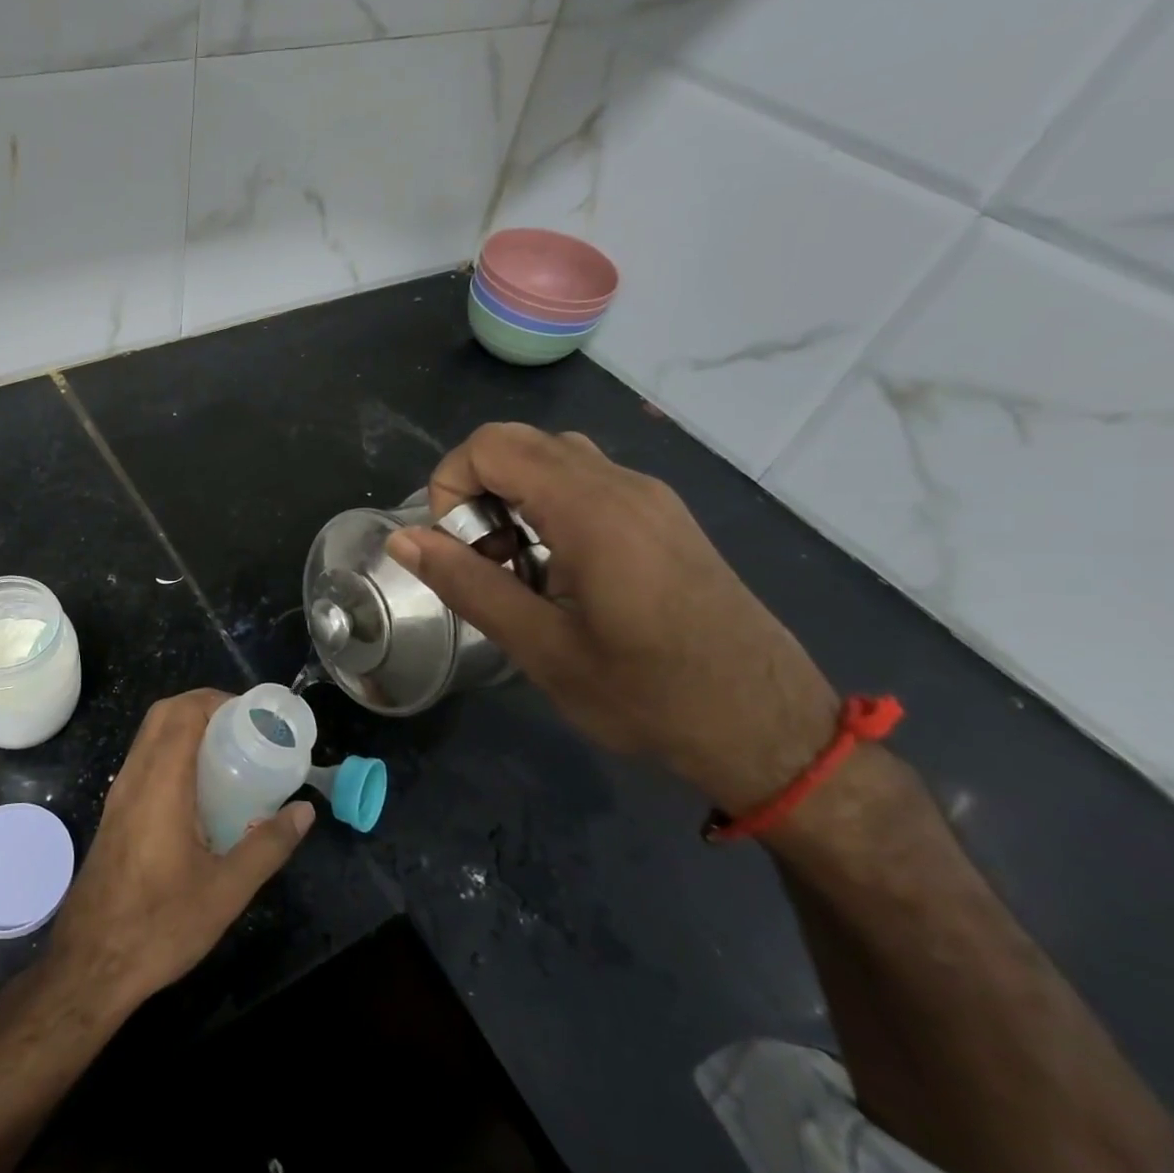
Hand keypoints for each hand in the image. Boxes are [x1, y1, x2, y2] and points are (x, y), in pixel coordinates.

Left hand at [48, 689, 314, 1013]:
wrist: (89, 967)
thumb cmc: (159, 926)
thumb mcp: (225, 891)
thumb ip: (268, 846)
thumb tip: (305, 811)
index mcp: (160, 784)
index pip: (183, 713)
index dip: (218, 701)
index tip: (253, 717)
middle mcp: (134, 777)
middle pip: (164, 715)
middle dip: (203, 707)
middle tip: (244, 729)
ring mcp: (119, 795)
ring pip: (150, 736)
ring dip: (186, 728)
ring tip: (228, 753)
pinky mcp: (114, 813)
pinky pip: (144, 760)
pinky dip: (172, 752)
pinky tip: (200, 790)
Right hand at [386, 424, 837, 813]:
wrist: (771, 729)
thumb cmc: (648, 696)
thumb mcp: (541, 648)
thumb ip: (466, 583)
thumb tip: (402, 538)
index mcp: (591, 509)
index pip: (491, 445)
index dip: (450, 484)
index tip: (453, 548)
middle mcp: (623, 484)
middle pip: (520, 443)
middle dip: (478, 491)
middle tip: (482, 560)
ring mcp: (650, 497)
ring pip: (554, 459)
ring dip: (513, 499)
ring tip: (518, 570)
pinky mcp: (664, 517)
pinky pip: (587, 482)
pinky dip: (550, 508)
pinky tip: (562, 574)